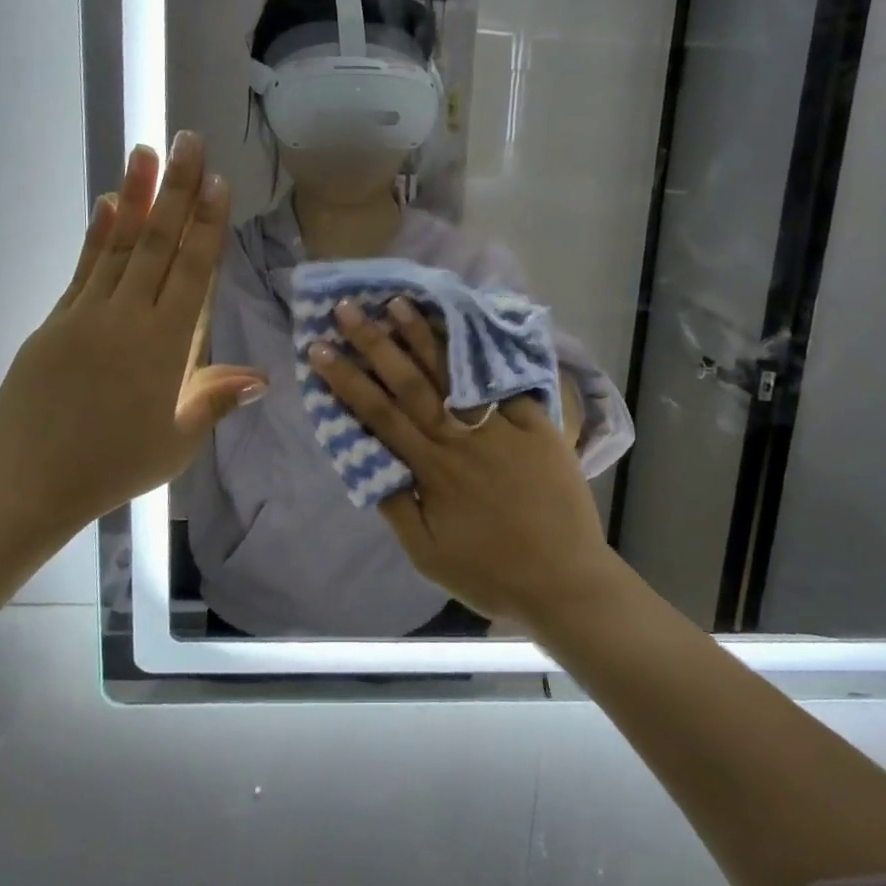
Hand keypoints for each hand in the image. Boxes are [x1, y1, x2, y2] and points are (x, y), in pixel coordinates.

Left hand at [0, 132, 267, 539]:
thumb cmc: (112, 467)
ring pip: (119, 245)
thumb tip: (261, 378)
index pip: (192, 272)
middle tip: (187, 140)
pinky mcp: (57, 320)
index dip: (206, 224)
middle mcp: (127, 318)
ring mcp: (86, 314)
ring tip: (145, 151)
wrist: (26, 482)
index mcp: (164, 346)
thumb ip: (215, 400)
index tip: (216, 181)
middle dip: (176, 190)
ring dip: (135, 195)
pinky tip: (107, 204)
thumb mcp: (177, 442)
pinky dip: (99, 233)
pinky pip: (85, 267)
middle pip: (158, 244)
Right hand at [308, 297, 611, 625]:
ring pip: (455, 375)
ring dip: (424, 336)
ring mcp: (501, 427)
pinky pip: (505, 385)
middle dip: (376, 342)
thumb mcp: (428, 554)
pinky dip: (484, 356)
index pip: (379, 414)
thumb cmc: (490, 573)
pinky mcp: (537, 426)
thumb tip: (368, 465)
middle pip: (411, 383)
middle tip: (348, 308)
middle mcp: (461, 439)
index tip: (320, 349)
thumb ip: (396, 507)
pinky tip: (466, 328)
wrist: (565, 582)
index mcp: (432, 469)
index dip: (347, 379)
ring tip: (399, 303)